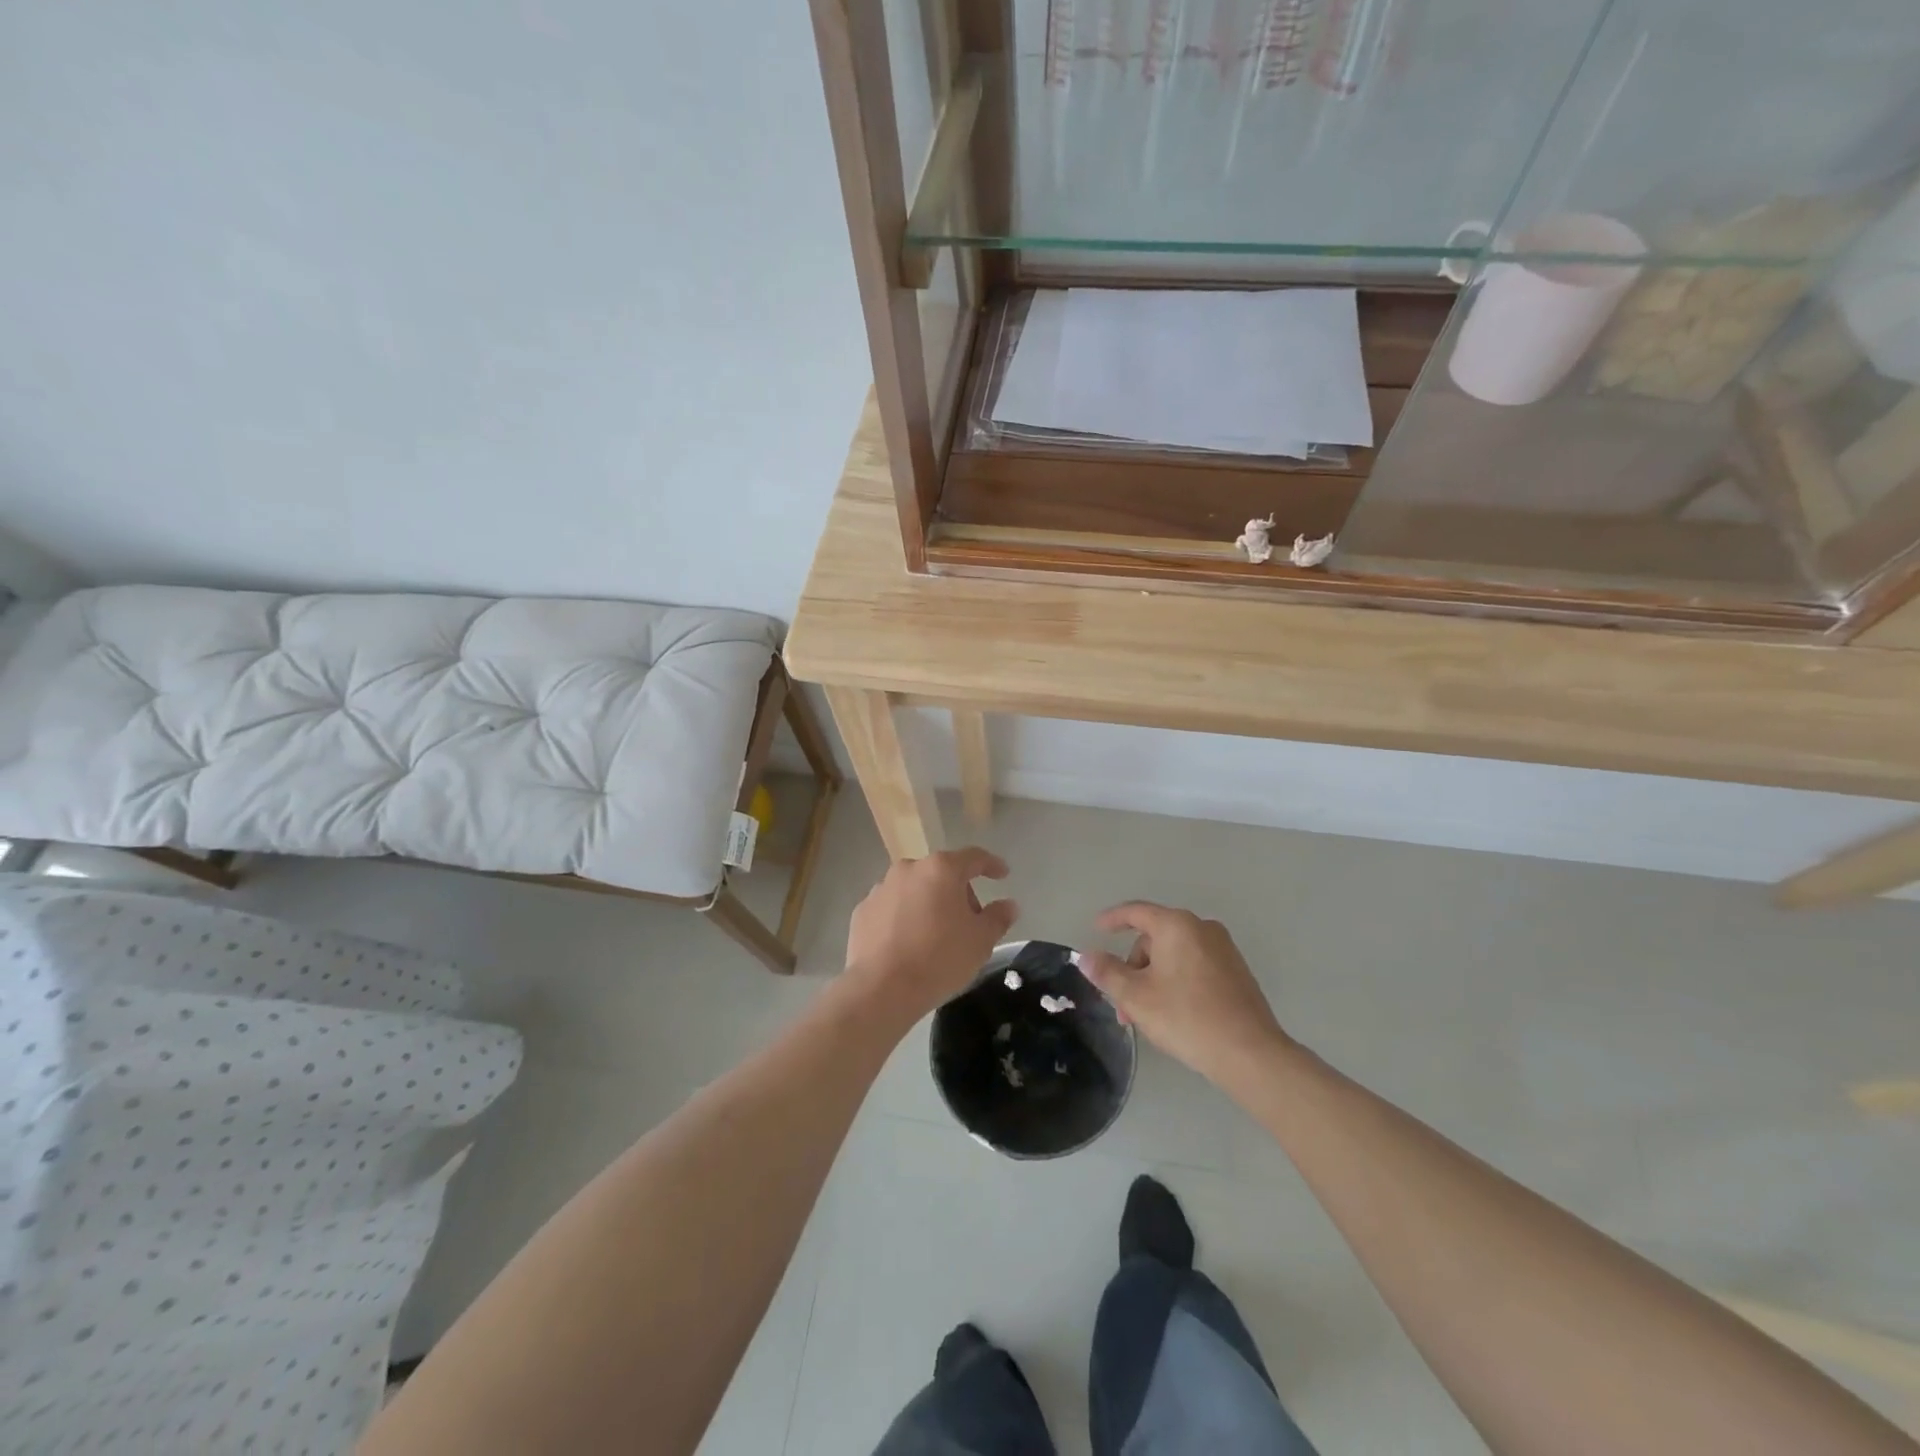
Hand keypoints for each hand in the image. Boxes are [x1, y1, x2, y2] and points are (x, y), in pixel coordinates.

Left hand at [843, 848, 1018, 1023]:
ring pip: (914, 889)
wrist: (881, 989)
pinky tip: (908, 944)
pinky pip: (892, 908)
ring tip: (936, 935)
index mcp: (941, 869)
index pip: (974, 857)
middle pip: (941, 873)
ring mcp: (881, 888)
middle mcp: (908, 869)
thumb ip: (998, 917)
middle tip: (969, 921)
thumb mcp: (980, 941)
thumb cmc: (939, 959)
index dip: (991, 864)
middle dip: (958, 892)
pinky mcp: (862, 911)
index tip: (1002, 874)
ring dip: (928, 903)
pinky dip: (903, 918)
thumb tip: (1008, 904)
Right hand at [1076, 903, 1288, 1086]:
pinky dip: (1176, 981)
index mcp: (1176, 925)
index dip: (1112, 919)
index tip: (1096, 928)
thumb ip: (1107, 972)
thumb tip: (1086, 956)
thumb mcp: (1136, 997)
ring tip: (1145, 1016)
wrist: (1250, 1053)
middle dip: (1133, 967)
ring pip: (1174, 955)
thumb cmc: (1186, 1018)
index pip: (1136, 912)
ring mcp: (1223, 949)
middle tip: (1122, 1003)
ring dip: (1153, 979)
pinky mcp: (1237, 971)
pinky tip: (1173, 1013)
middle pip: (1154, 938)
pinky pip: (1194, 966)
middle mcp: (1202, 928)